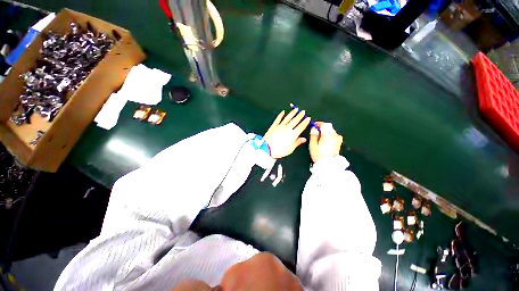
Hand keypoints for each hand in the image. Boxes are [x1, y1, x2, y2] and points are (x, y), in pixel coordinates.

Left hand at [264, 109, 310, 158]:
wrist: (266, 148)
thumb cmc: (278, 150)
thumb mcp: (290, 149)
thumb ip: (297, 143)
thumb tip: (303, 139)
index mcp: (293, 134)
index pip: (301, 126)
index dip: (305, 122)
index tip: (308, 118)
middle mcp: (287, 128)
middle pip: (295, 120)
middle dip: (300, 115)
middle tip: (303, 111)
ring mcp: (280, 126)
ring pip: (288, 118)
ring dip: (292, 113)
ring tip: (296, 109)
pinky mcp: (274, 126)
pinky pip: (278, 118)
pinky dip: (281, 115)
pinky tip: (283, 112)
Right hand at [309, 122, 342, 162]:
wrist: (328, 165)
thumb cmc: (319, 155)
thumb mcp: (312, 145)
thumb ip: (313, 135)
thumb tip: (314, 129)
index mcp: (328, 134)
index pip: (324, 124)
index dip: (318, 124)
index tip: (313, 125)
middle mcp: (335, 135)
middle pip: (329, 127)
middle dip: (322, 128)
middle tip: (315, 132)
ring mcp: (338, 140)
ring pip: (331, 132)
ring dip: (325, 132)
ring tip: (319, 138)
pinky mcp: (339, 144)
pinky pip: (334, 136)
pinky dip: (329, 137)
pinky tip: (324, 142)